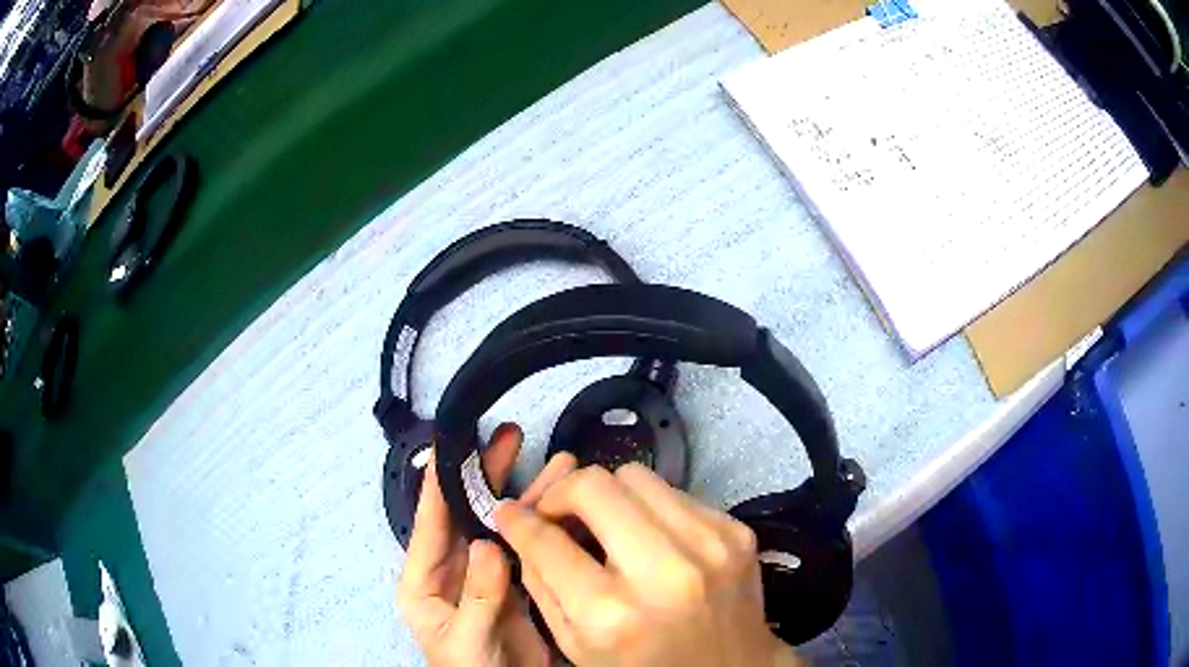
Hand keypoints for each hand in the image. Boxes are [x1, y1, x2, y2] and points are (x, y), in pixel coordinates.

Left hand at [397, 424, 575, 666]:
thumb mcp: (464, 640)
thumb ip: (476, 597)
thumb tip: (489, 545)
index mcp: (425, 582)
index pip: (429, 526)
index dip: (439, 485)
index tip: (451, 445)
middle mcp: (454, 571)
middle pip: (469, 517)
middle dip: (488, 477)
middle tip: (512, 438)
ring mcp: (488, 578)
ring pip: (504, 529)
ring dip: (527, 497)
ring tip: (559, 465)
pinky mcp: (517, 587)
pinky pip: (529, 551)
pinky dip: (545, 528)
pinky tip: (566, 506)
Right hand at [494, 463, 801, 666]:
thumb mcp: (574, 645)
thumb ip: (540, 583)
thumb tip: (520, 523)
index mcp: (612, 615)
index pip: (547, 541)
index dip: (518, 520)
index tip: (510, 511)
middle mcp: (664, 573)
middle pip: (594, 486)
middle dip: (561, 493)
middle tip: (557, 511)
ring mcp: (709, 545)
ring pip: (635, 475)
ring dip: (609, 495)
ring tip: (605, 524)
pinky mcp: (735, 530)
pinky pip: (674, 492)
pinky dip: (650, 508)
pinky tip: (650, 537)